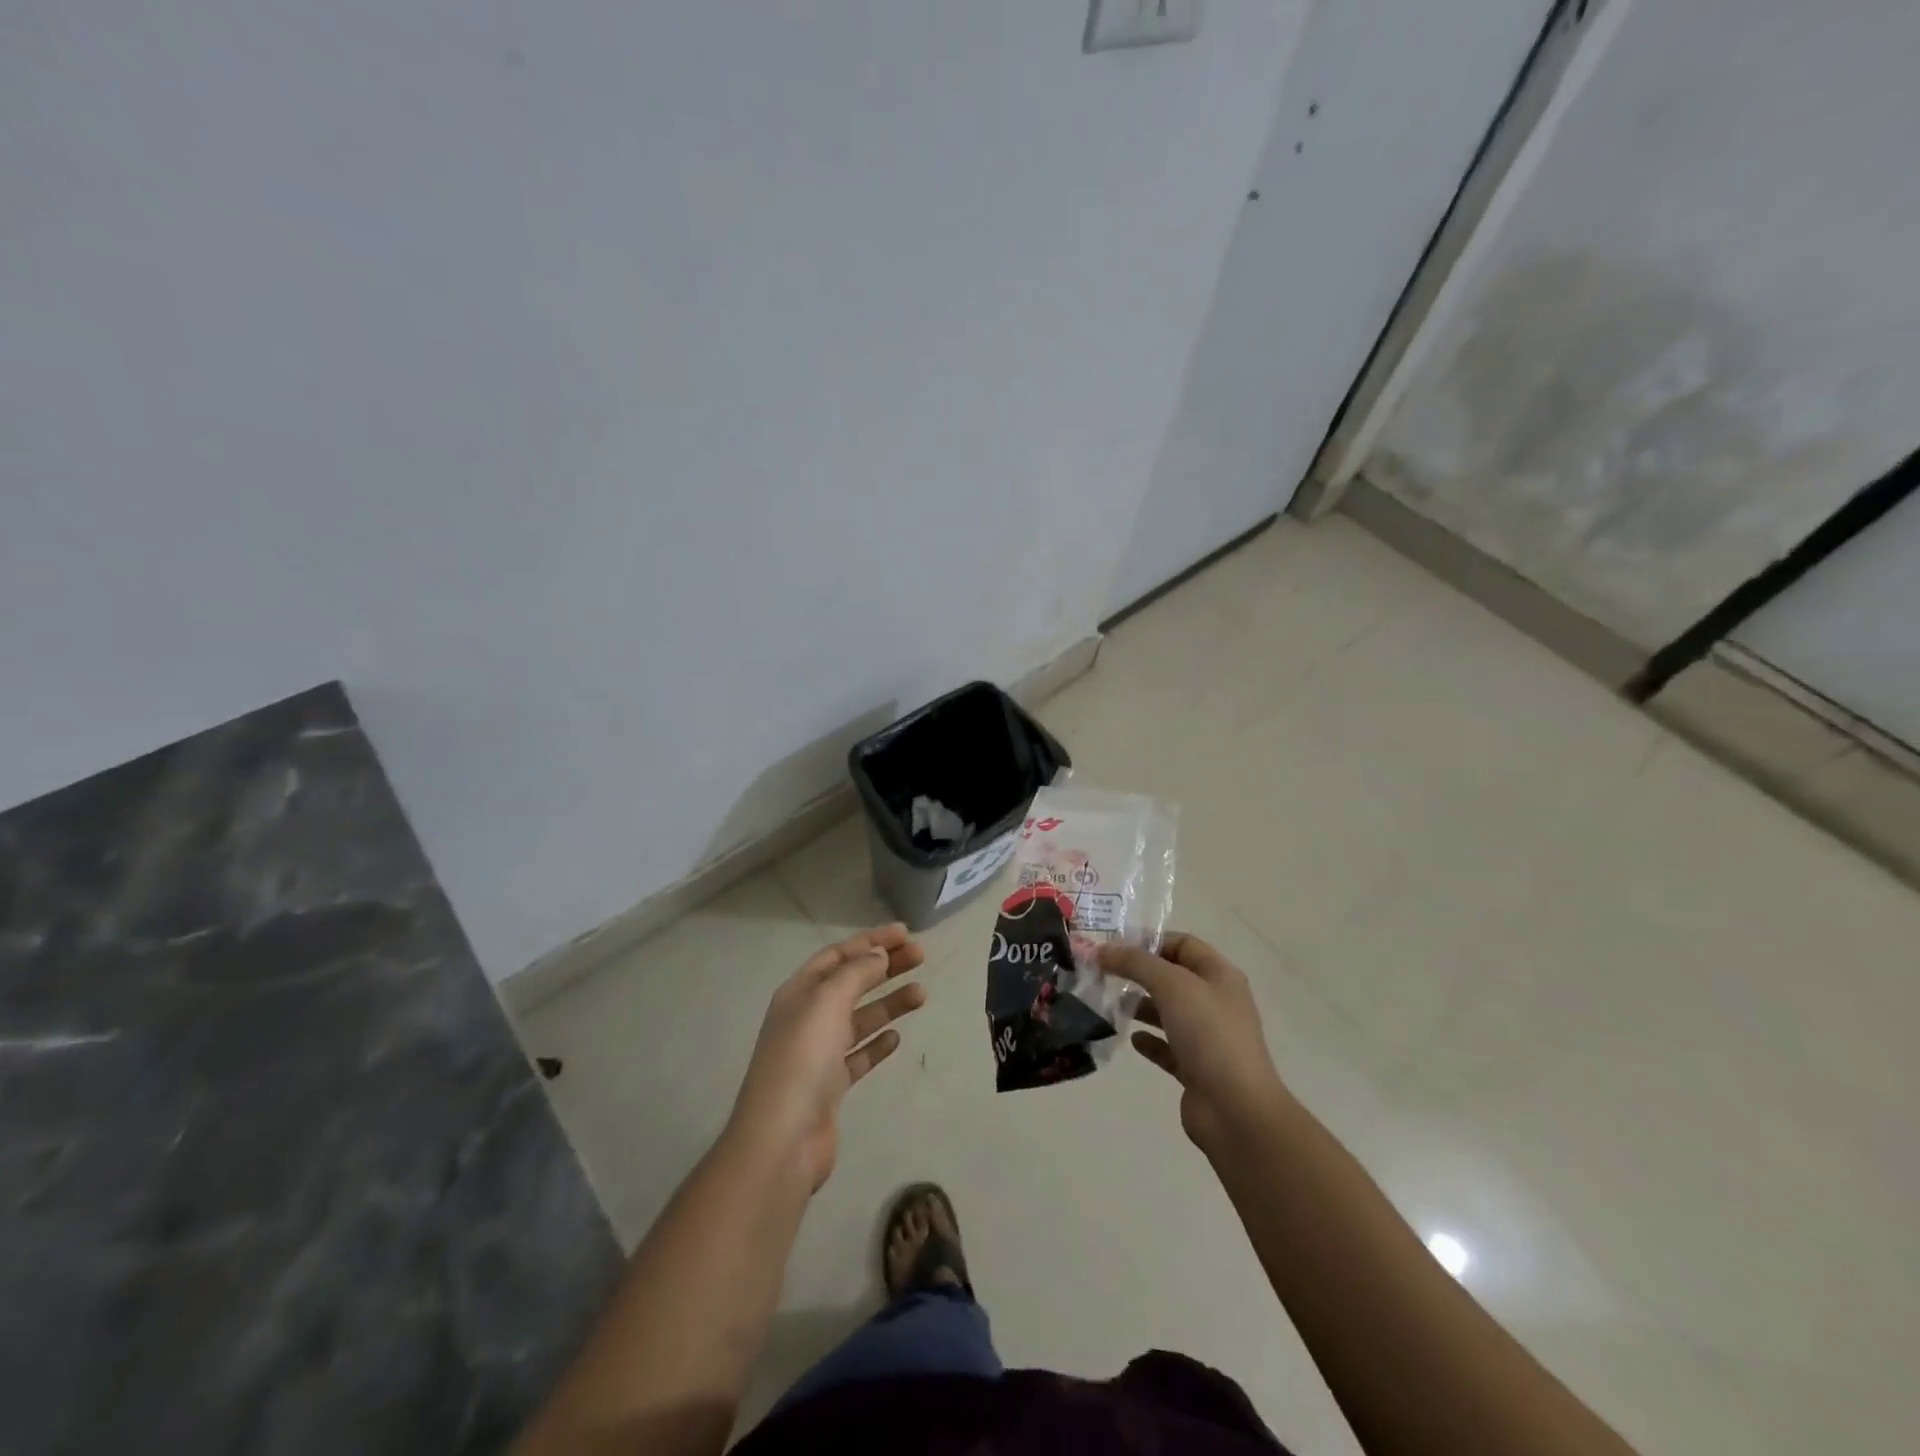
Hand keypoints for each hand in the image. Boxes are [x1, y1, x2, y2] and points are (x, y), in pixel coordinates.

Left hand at [727, 923, 926, 1190]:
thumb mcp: (827, 1002)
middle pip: (852, 983)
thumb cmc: (802, 1059)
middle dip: (885, 967)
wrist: (782, 1140)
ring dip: (889, 1003)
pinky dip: (877, 1044)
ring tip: (922, 994)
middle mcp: (807, 1018)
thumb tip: (878, 954)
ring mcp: (818, 1054)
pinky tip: (897, 1039)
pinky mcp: (830, 1087)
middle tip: (921, 956)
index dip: (871, 941)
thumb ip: (855, 973)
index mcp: (799, 992)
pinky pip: (858, 1056)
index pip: (838, 955)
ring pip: (860, 1018)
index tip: (905, 933)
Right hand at [1099, 933, 1287, 1155]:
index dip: (1149, 940)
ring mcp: (1208, 1037)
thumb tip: (1101, 949)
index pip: (1182, 944)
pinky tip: (1131, 1039)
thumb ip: (1135, 962)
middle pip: (1173, 976)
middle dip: (1139, 973)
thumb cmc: (1209, 1035)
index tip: (1113, 947)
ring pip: (1168, 1011)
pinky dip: (1149, 1040)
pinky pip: (1168, 1046)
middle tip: (1103, 974)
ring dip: (1140, 1006)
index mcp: (1220, 975)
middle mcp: (1216, 1002)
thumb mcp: (1171, 985)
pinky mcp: (1197, 1069)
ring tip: (1110, 1004)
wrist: (1236, 1111)